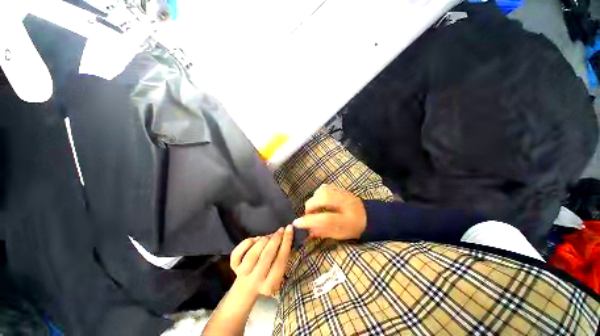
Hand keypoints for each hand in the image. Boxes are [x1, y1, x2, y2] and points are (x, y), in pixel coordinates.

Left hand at [229, 225, 293, 296]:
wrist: (246, 288)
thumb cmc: (268, 275)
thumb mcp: (278, 270)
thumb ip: (283, 256)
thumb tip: (288, 234)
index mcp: (271, 285)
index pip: (280, 261)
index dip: (286, 243)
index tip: (289, 228)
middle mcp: (256, 281)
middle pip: (266, 256)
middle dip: (275, 239)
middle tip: (280, 230)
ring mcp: (243, 274)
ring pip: (252, 254)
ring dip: (262, 241)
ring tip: (268, 236)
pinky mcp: (233, 267)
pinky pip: (237, 253)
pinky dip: (246, 243)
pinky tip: (255, 239)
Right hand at [293, 184, 366, 239]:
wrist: (369, 216)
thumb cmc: (354, 228)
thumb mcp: (340, 235)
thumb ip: (323, 232)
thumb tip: (307, 231)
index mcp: (347, 219)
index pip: (325, 218)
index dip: (309, 220)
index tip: (296, 223)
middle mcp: (344, 203)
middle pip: (321, 198)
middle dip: (310, 207)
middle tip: (310, 215)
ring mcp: (342, 193)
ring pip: (322, 191)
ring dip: (314, 200)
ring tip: (316, 208)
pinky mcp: (340, 188)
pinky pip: (324, 187)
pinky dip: (319, 194)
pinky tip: (320, 201)